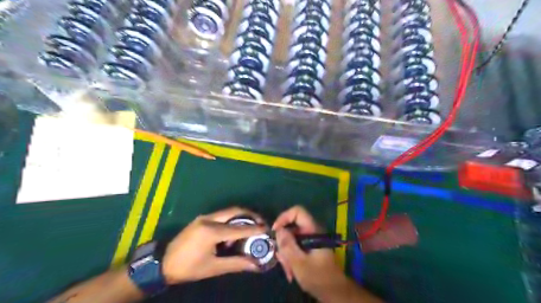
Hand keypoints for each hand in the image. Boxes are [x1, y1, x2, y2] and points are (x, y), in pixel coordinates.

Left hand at [163, 206, 267, 282]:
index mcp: (212, 231)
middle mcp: (209, 219)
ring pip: (228, 212)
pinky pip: (221, 216)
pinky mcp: (202, 219)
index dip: (255, 229)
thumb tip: (255, 264)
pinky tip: (232, 234)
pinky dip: (231, 221)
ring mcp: (204, 217)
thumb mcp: (213, 268)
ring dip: (241, 218)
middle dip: (250, 216)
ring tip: (249, 230)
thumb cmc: (188, 268)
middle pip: (235, 211)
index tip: (267, 229)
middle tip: (261, 223)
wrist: (163, 263)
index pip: (239, 228)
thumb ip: (236, 264)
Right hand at [275, 206, 345, 295]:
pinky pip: (295, 247)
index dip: (284, 217)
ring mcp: (310, 240)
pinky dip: (290, 257)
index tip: (275, 231)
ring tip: (288, 270)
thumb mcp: (299, 263)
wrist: (334, 292)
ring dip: (286, 254)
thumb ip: (288, 245)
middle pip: (291, 228)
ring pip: (291, 239)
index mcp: (313, 230)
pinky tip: (291, 272)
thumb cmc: (318, 277)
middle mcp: (312, 232)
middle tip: (281, 259)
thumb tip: (278, 230)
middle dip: (284, 243)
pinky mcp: (308, 248)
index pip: (297, 211)